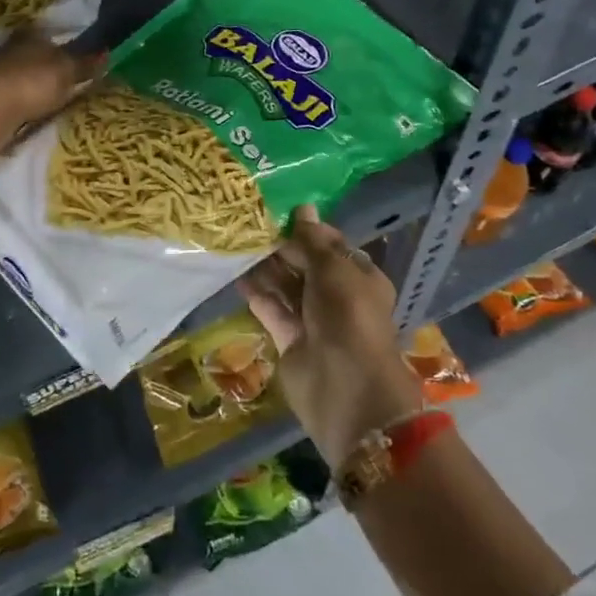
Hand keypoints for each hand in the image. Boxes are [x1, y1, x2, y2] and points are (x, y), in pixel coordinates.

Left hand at [0, 29, 105, 169]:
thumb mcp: (67, 72)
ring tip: (54, 94)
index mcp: (31, 34)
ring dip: (35, 80)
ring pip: (23, 70)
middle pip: (35, 52)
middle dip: (49, 62)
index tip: (75, 55)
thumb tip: (107, 53)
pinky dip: (24, 95)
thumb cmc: (33, 82)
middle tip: (67, 75)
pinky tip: (34, 105)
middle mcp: (12, 46)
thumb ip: (86, 64)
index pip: (49, 33)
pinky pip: (14, 89)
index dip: (63, 44)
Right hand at [238, 205, 423, 464]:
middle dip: (281, 248)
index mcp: (359, 277)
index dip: (306, 230)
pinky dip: (258, 295)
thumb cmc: (348, 317)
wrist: (345, 388)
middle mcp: (337, 296)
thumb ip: (312, 242)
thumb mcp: (333, 270)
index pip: (330, 246)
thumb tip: (303, 207)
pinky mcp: (290, 340)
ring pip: (287, 287)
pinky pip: (272, 311)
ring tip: (236, 246)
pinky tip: (237, 276)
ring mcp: (313, 320)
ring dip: (266, 269)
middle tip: (248, 226)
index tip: (275, 211)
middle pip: (305, 265)